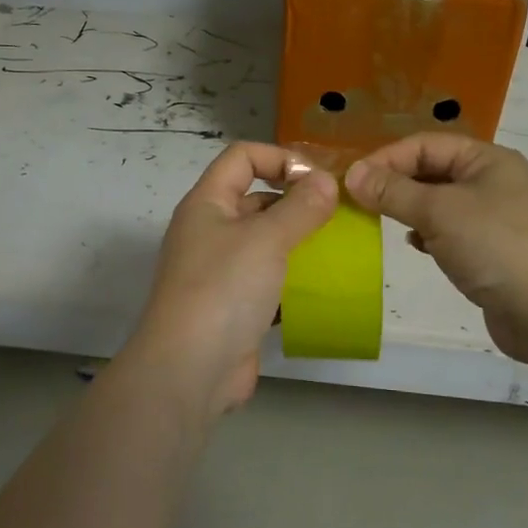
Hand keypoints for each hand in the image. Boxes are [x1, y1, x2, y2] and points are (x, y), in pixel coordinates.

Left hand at [127, 142, 337, 420]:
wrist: (189, 370)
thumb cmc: (223, 289)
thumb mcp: (266, 239)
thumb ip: (300, 207)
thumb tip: (326, 180)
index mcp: (207, 204)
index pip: (242, 157)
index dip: (280, 158)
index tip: (318, 179)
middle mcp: (210, 231)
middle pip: (255, 197)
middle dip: (296, 200)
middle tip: (339, 213)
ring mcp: (220, 271)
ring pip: (265, 241)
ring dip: (298, 240)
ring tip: (338, 246)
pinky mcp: (234, 306)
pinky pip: (268, 279)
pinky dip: (293, 278)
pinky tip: (323, 285)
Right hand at [345, 134, 527, 362]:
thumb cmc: (494, 246)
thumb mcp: (438, 212)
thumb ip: (393, 191)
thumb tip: (352, 174)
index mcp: (487, 159)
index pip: (426, 144)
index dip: (388, 158)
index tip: (354, 181)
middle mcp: (494, 180)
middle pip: (434, 170)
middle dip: (397, 183)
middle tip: (362, 202)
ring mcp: (496, 216)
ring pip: (441, 202)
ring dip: (411, 208)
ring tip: (384, 221)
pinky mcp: (494, 248)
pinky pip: (452, 229)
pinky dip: (429, 233)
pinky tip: (416, 244)